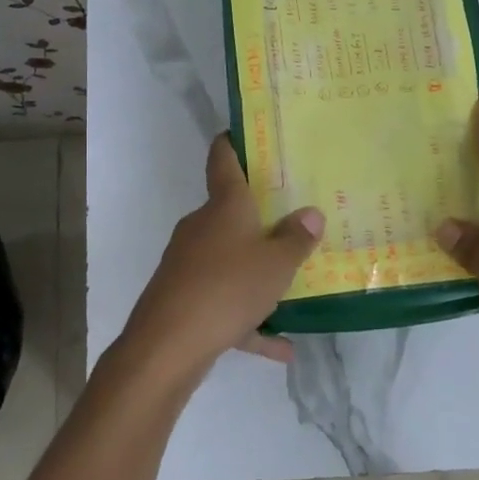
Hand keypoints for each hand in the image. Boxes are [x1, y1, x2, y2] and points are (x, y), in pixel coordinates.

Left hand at [117, 134, 324, 378]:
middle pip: (231, 213)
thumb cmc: (228, 287)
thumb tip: (311, 214)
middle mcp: (202, 227)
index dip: (233, 142)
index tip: (245, 133)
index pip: (223, 159)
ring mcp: (189, 263)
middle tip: (295, 218)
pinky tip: (281, 347)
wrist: (167, 344)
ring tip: (295, 287)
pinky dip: (250, 320)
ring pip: (230, 261)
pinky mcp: (185, 299)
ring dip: (259, 274)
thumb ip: (296, 239)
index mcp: (224, 206)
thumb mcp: (276, 263)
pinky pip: (225, 303)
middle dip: (260, 217)